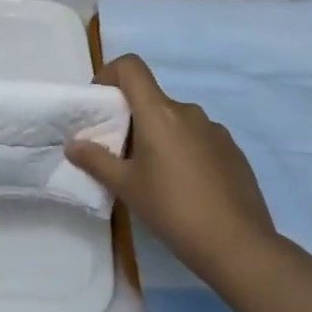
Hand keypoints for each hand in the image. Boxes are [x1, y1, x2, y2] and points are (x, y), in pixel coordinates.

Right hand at [66, 54, 275, 285]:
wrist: (239, 245)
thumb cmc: (173, 209)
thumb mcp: (127, 187)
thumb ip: (96, 161)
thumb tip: (73, 143)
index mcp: (159, 112)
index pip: (131, 67)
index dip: (110, 74)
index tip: (101, 103)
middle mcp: (188, 111)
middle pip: (152, 98)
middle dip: (133, 118)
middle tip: (122, 154)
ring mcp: (215, 130)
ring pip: (176, 121)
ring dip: (160, 136)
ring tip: (155, 176)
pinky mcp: (233, 151)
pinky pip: (199, 138)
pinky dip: (185, 150)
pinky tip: (186, 187)